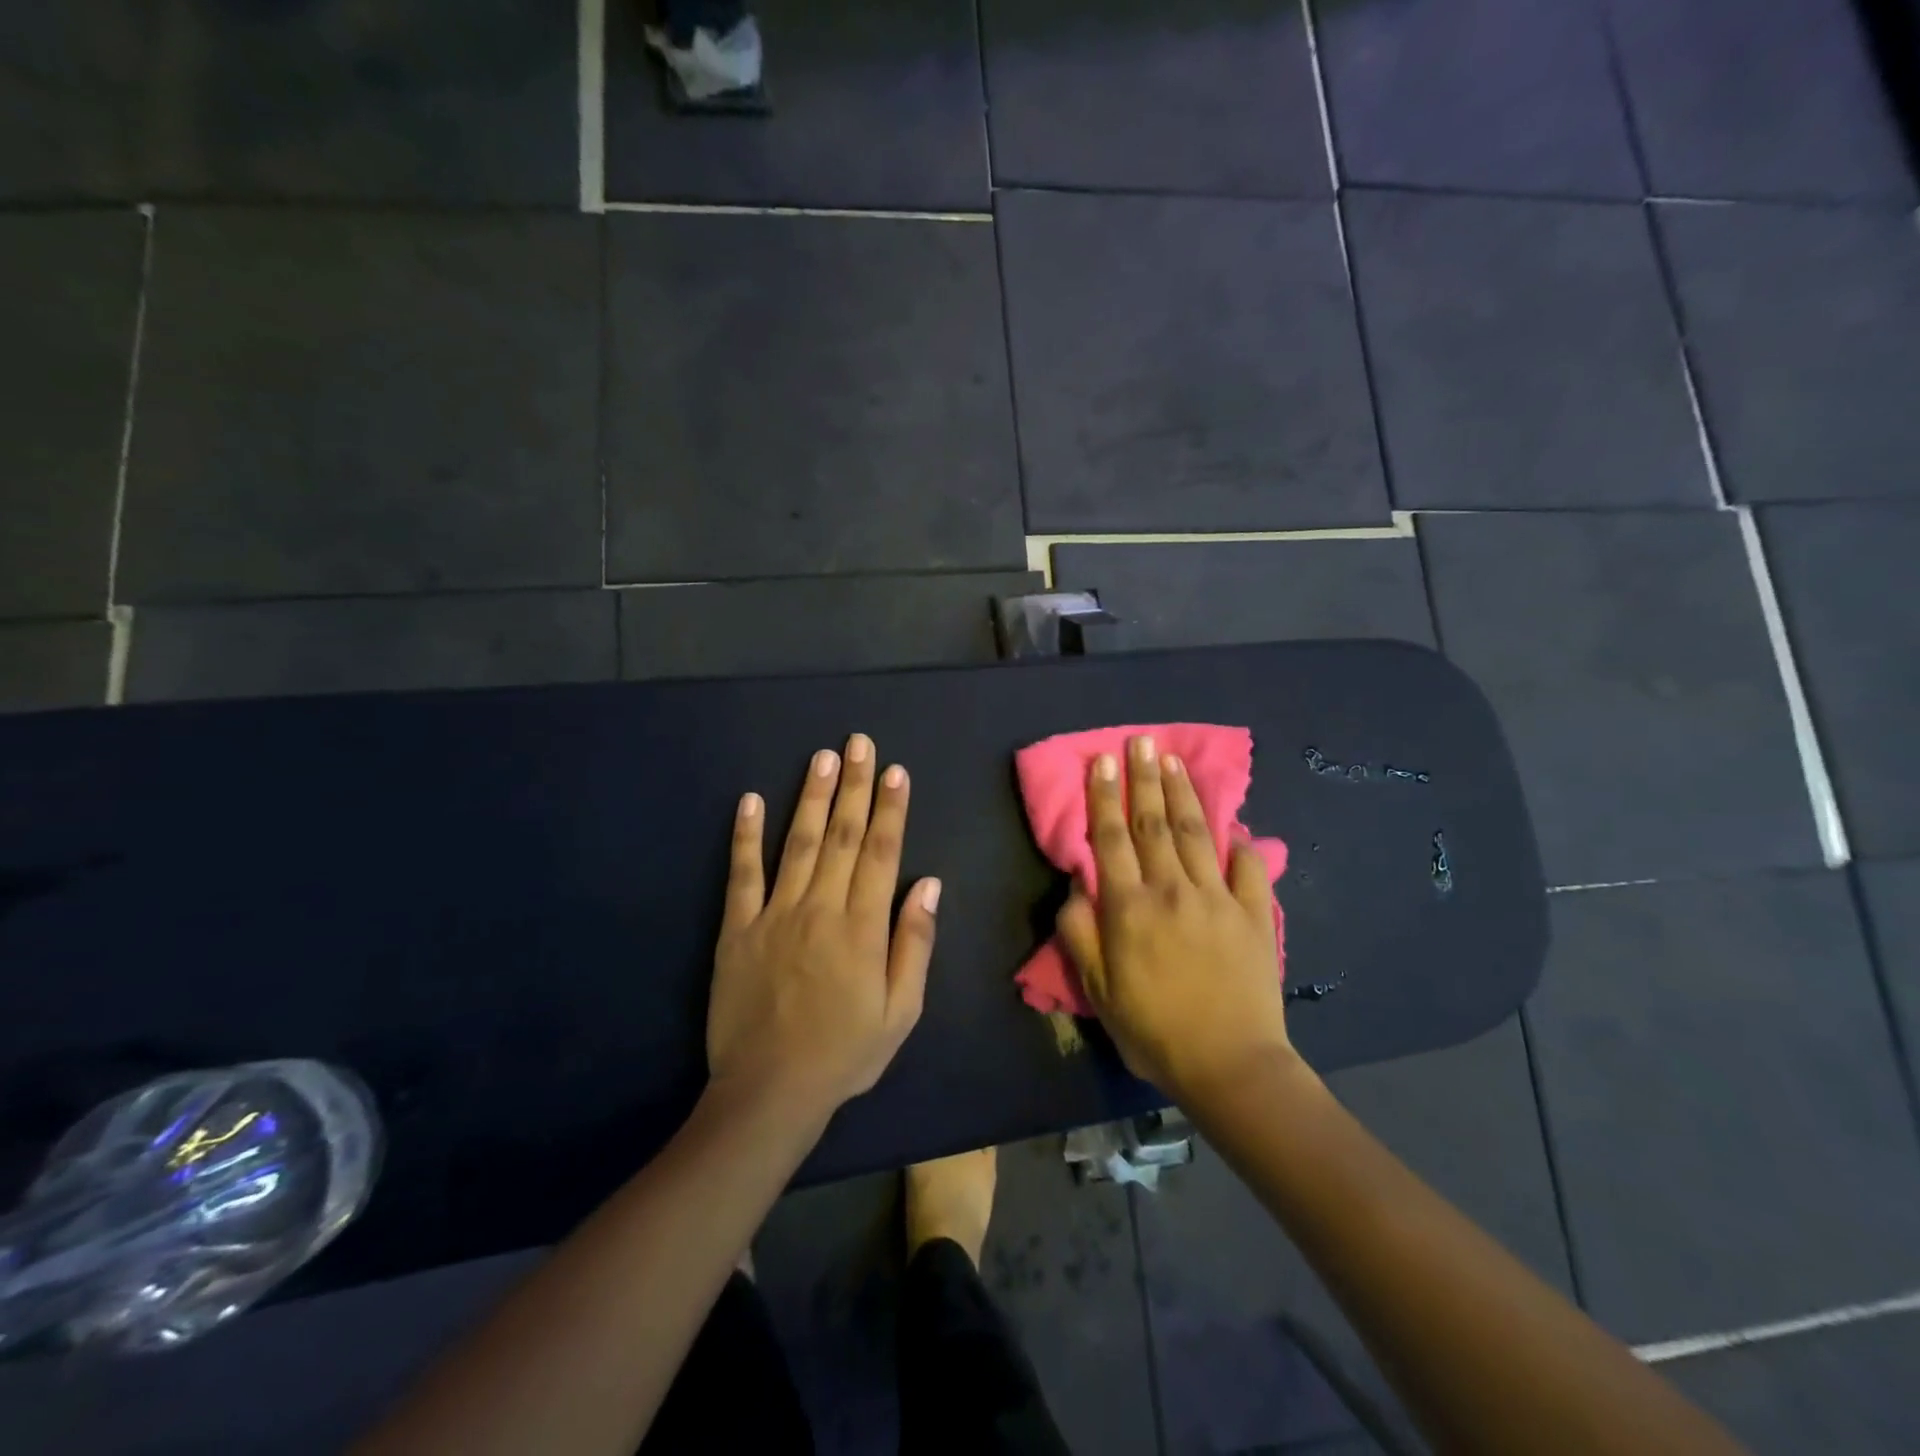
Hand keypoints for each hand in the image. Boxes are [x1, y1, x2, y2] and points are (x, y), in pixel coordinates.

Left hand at [709, 735, 940, 1120]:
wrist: (770, 1092)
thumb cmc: (846, 1053)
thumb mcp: (901, 1011)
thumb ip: (914, 943)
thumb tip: (928, 883)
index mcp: (863, 927)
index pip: (882, 853)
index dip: (890, 809)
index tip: (895, 771)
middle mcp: (821, 908)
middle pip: (843, 836)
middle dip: (855, 786)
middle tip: (859, 744)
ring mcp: (776, 915)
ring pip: (799, 844)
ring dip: (812, 797)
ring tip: (822, 758)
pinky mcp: (738, 929)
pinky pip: (742, 875)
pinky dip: (746, 836)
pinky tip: (751, 800)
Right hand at [1056, 735, 1295, 1101]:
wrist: (1230, 1066)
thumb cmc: (1153, 1030)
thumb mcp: (1098, 990)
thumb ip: (1080, 932)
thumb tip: (1077, 884)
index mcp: (1130, 908)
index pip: (1112, 839)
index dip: (1105, 797)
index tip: (1102, 760)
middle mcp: (1172, 891)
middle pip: (1154, 824)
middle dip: (1144, 779)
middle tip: (1141, 741)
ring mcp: (1217, 899)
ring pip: (1195, 834)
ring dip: (1183, 794)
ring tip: (1174, 760)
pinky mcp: (1253, 915)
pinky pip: (1247, 869)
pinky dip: (1239, 844)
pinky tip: (1234, 825)